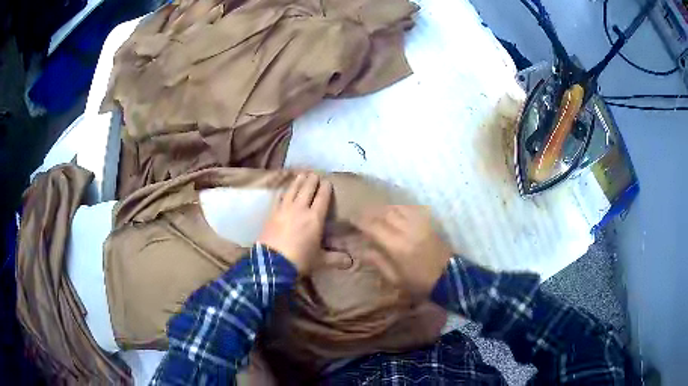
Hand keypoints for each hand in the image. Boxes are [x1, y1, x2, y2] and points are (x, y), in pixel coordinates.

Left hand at [258, 173, 347, 273]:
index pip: (322, 197)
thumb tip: (350, 262)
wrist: (273, 263)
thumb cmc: (300, 260)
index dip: (325, 188)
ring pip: (292, 190)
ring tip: (301, 175)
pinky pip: (279, 198)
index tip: (327, 181)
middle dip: (312, 180)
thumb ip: (335, 258)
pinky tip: (284, 190)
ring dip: (298, 181)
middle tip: (314, 174)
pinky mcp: (272, 213)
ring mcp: (284, 209)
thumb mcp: (320, 260)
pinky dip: (284, 192)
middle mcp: (300, 209)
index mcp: (315, 218)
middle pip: (307, 189)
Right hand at [356, 206, 451, 297]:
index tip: (351, 218)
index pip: (374, 227)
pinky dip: (400, 208)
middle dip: (371, 212)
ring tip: (377, 212)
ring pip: (399, 208)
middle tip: (362, 214)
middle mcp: (407, 230)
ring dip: (385, 208)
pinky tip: (396, 212)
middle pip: (386, 213)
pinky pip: (411, 209)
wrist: (449, 278)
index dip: (361, 221)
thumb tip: (363, 250)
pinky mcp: (429, 223)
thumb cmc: (420, 283)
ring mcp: (420, 225)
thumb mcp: (395, 279)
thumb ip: (378, 262)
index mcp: (397, 246)